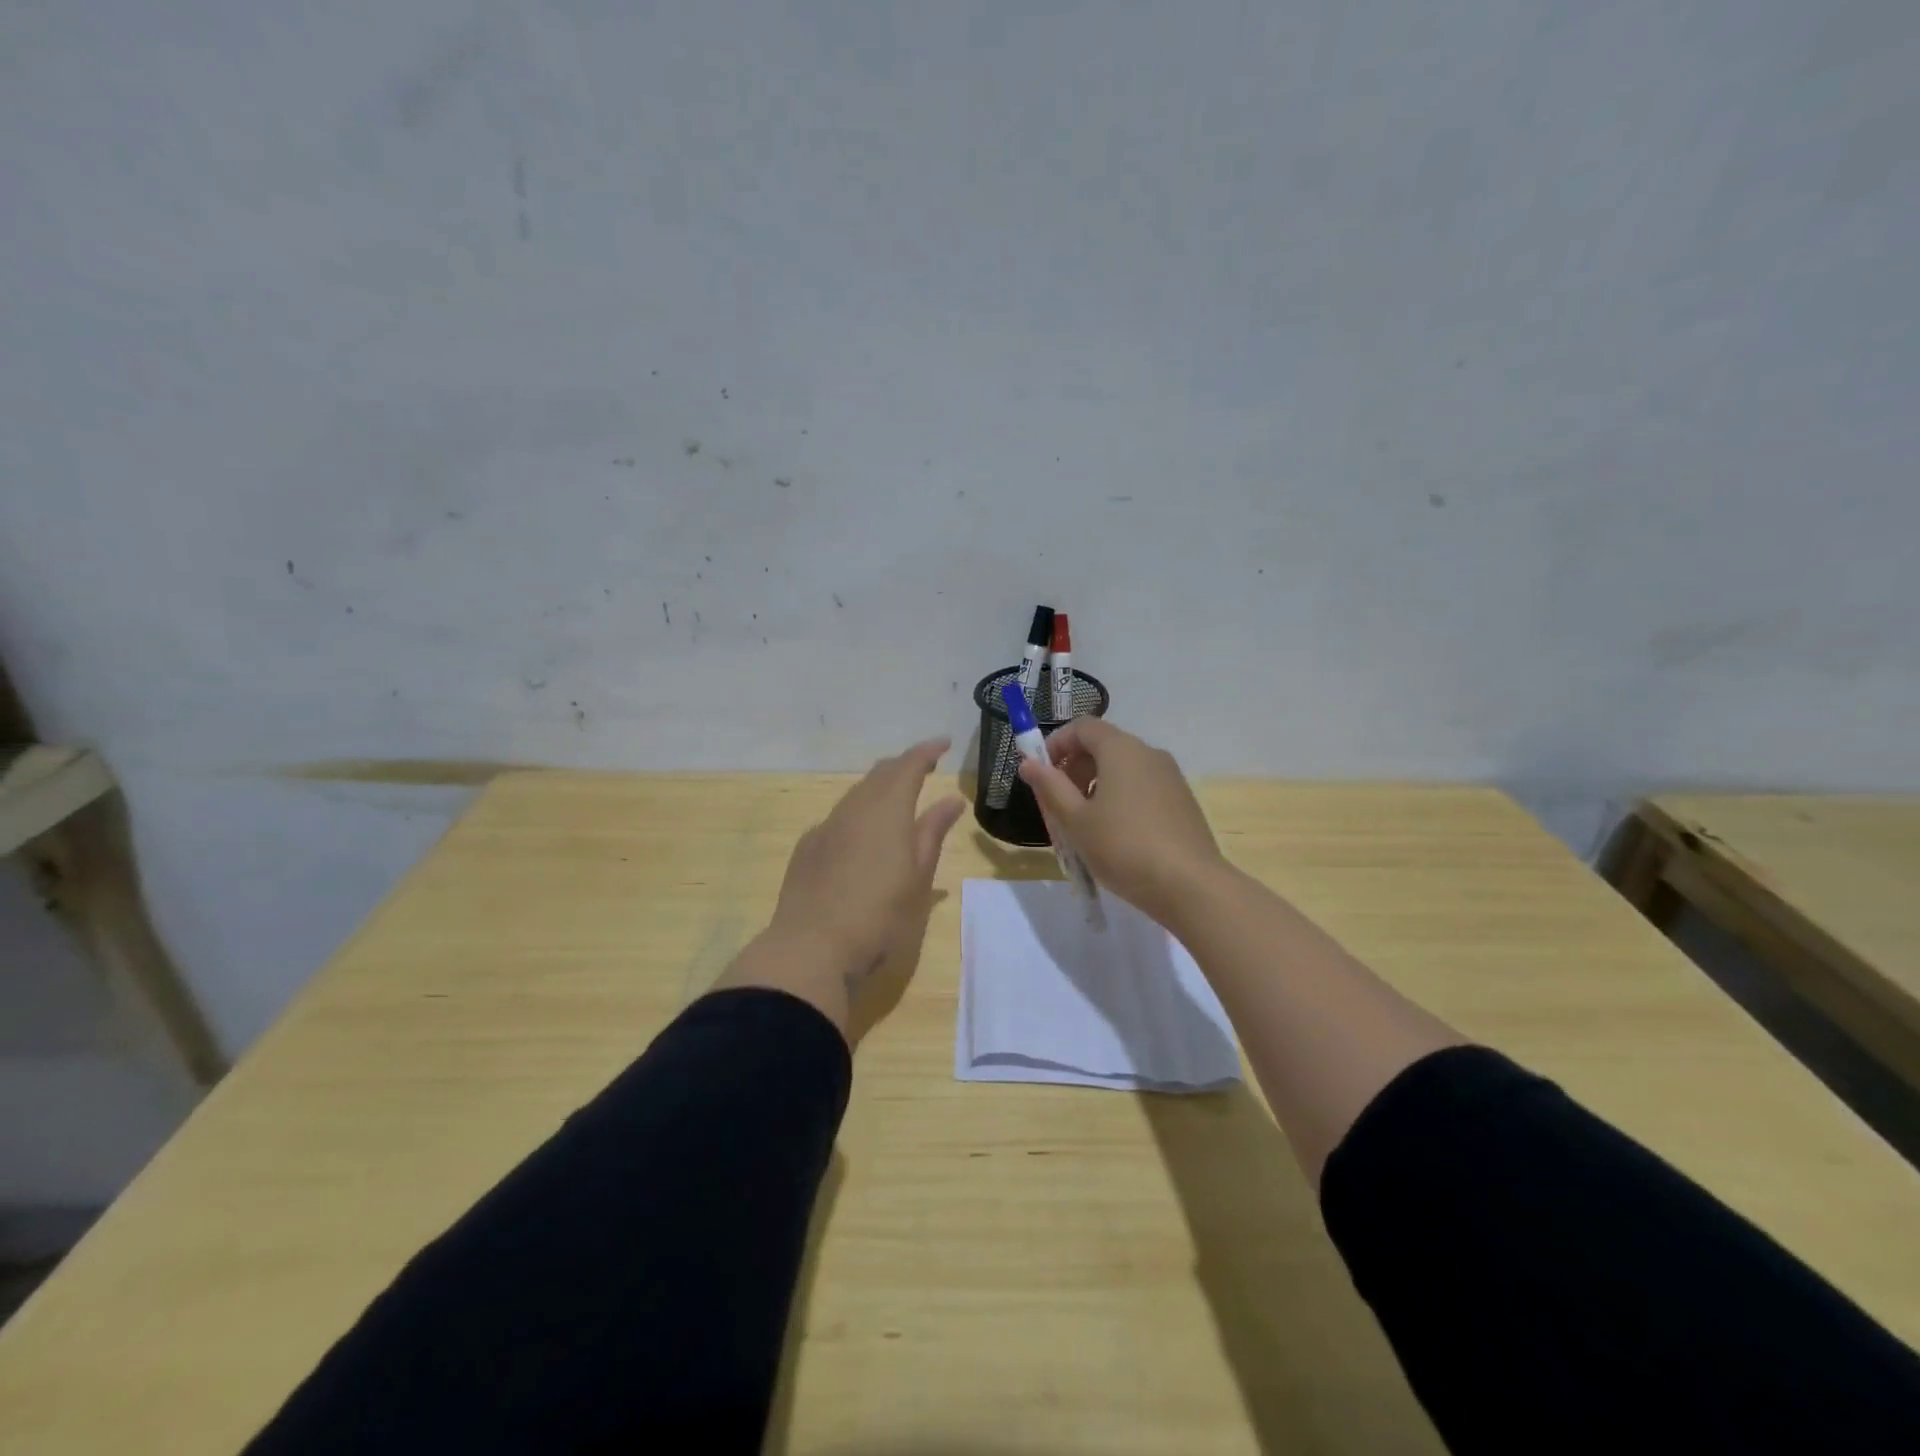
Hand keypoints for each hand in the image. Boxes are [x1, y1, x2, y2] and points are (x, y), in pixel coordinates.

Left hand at [771, 736, 965, 969]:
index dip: (927, 751)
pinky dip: (858, 814)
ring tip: (897, 799)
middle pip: (880, 774)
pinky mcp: (808, 848)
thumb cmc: (880, 915)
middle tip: (925, 768)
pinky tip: (863, 835)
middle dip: (903, 766)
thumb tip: (951, 799)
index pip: (908, 766)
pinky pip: (838, 818)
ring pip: (857, 794)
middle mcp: (854, 809)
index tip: (944, 743)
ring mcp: (826, 827)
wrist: (812, 947)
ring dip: (879, 789)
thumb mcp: (918, 877)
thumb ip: (933, 832)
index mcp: (887, 810)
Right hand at [1017, 717, 1224, 928]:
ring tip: (1083, 825)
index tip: (1040, 773)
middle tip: (1058, 804)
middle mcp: (1149, 753)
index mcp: (1121, 749)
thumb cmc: (1124, 848)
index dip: (1056, 743)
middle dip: (1074, 768)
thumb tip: (1028, 763)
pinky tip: (1115, 835)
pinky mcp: (1181, 800)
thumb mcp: (1076, 820)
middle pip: (1103, 746)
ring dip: (1095, 786)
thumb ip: (1050, 787)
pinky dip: (1119, 798)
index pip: (1082, 726)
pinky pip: (1141, 787)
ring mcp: (1170, 777)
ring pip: (1123, 768)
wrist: (1191, 886)